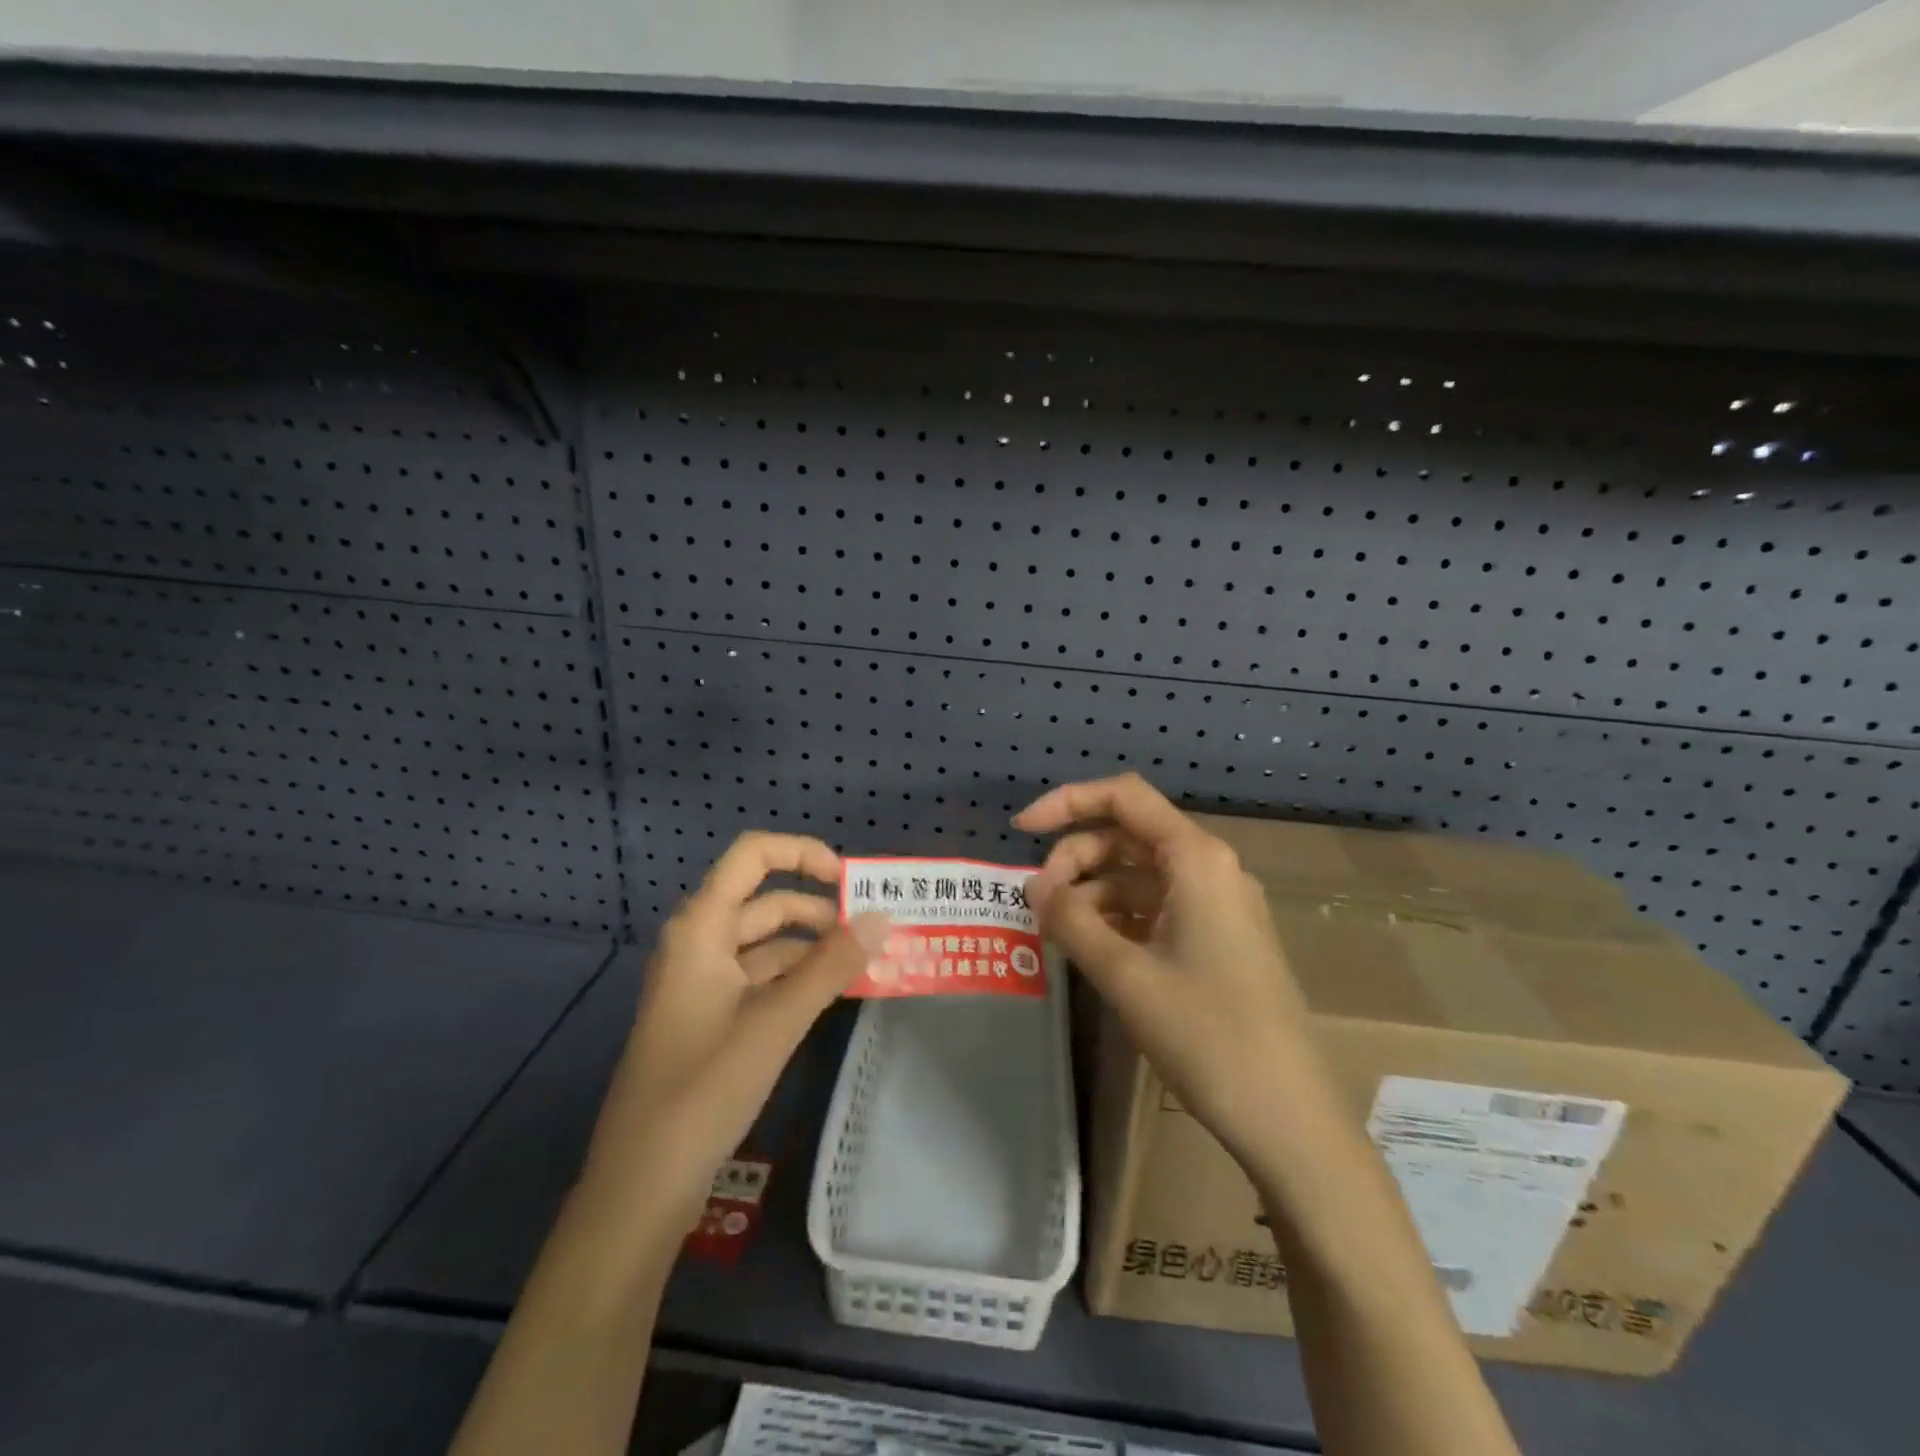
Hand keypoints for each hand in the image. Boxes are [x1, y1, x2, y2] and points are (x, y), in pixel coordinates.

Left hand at [582, 832, 888, 1231]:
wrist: (641, 1185)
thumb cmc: (704, 1088)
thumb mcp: (777, 1021)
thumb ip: (832, 965)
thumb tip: (883, 917)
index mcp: (702, 928)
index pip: (753, 856)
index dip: (803, 854)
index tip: (850, 881)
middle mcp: (699, 943)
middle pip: (765, 901)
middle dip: (820, 910)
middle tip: (874, 931)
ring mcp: (702, 983)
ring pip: (766, 943)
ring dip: (814, 947)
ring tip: (865, 963)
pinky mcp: (709, 1018)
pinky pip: (760, 979)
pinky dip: (798, 979)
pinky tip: (834, 994)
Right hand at [1015, 774, 1312, 1165]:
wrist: (1287, 1115)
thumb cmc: (1206, 1034)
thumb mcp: (1125, 974)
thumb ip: (1072, 920)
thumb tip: (1033, 885)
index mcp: (1196, 859)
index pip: (1124, 797)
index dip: (1068, 802)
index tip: (1022, 830)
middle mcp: (1210, 869)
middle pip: (1128, 836)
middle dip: (1075, 858)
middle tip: (1038, 902)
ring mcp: (1217, 905)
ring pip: (1140, 874)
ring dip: (1092, 892)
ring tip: (1056, 931)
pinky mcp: (1217, 939)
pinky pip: (1157, 908)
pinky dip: (1117, 918)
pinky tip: (1090, 948)